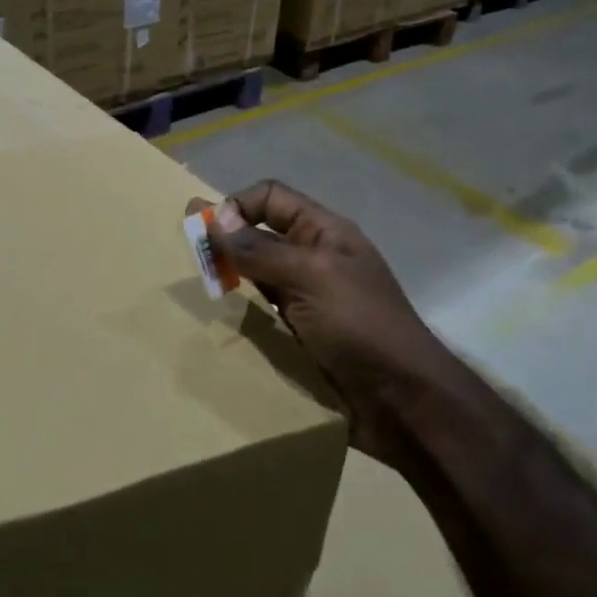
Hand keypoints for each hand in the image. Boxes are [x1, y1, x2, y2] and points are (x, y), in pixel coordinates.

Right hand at [189, 182, 461, 466]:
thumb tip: (214, 218)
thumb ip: (260, 250)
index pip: (270, 198)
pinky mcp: (302, 332)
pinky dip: (243, 310)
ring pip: (259, 274)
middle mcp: (314, 257)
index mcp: (323, 231)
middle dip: (227, 243)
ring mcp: (308, 296)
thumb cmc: (359, 325)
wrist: (402, 398)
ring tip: (204, 291)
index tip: (210, 235)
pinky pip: (265, 310)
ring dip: (232, 278)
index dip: (237, 206)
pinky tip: (225, 320)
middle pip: (261, 234)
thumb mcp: (309, 277)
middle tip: (195, 264)